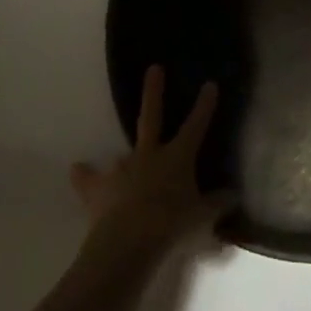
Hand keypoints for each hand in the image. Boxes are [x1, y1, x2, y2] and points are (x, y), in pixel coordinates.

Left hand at [72, 65, 230, 261]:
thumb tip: (233, 195)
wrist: (127, 242)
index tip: (210, 84)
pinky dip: (84, 176)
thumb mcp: (201, 217)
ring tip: (124, 162)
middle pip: (151, 116)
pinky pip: (89, 180)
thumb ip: (217, 203)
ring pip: (124, 155)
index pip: (195, 126)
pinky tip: (77, 170)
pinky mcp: (99, 188)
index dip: (204, 106)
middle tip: (154, 68)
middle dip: (154, 92)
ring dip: (126, 160)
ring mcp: (122, 169)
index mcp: (176, 157)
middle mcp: (149, 155)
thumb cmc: (171, 225)